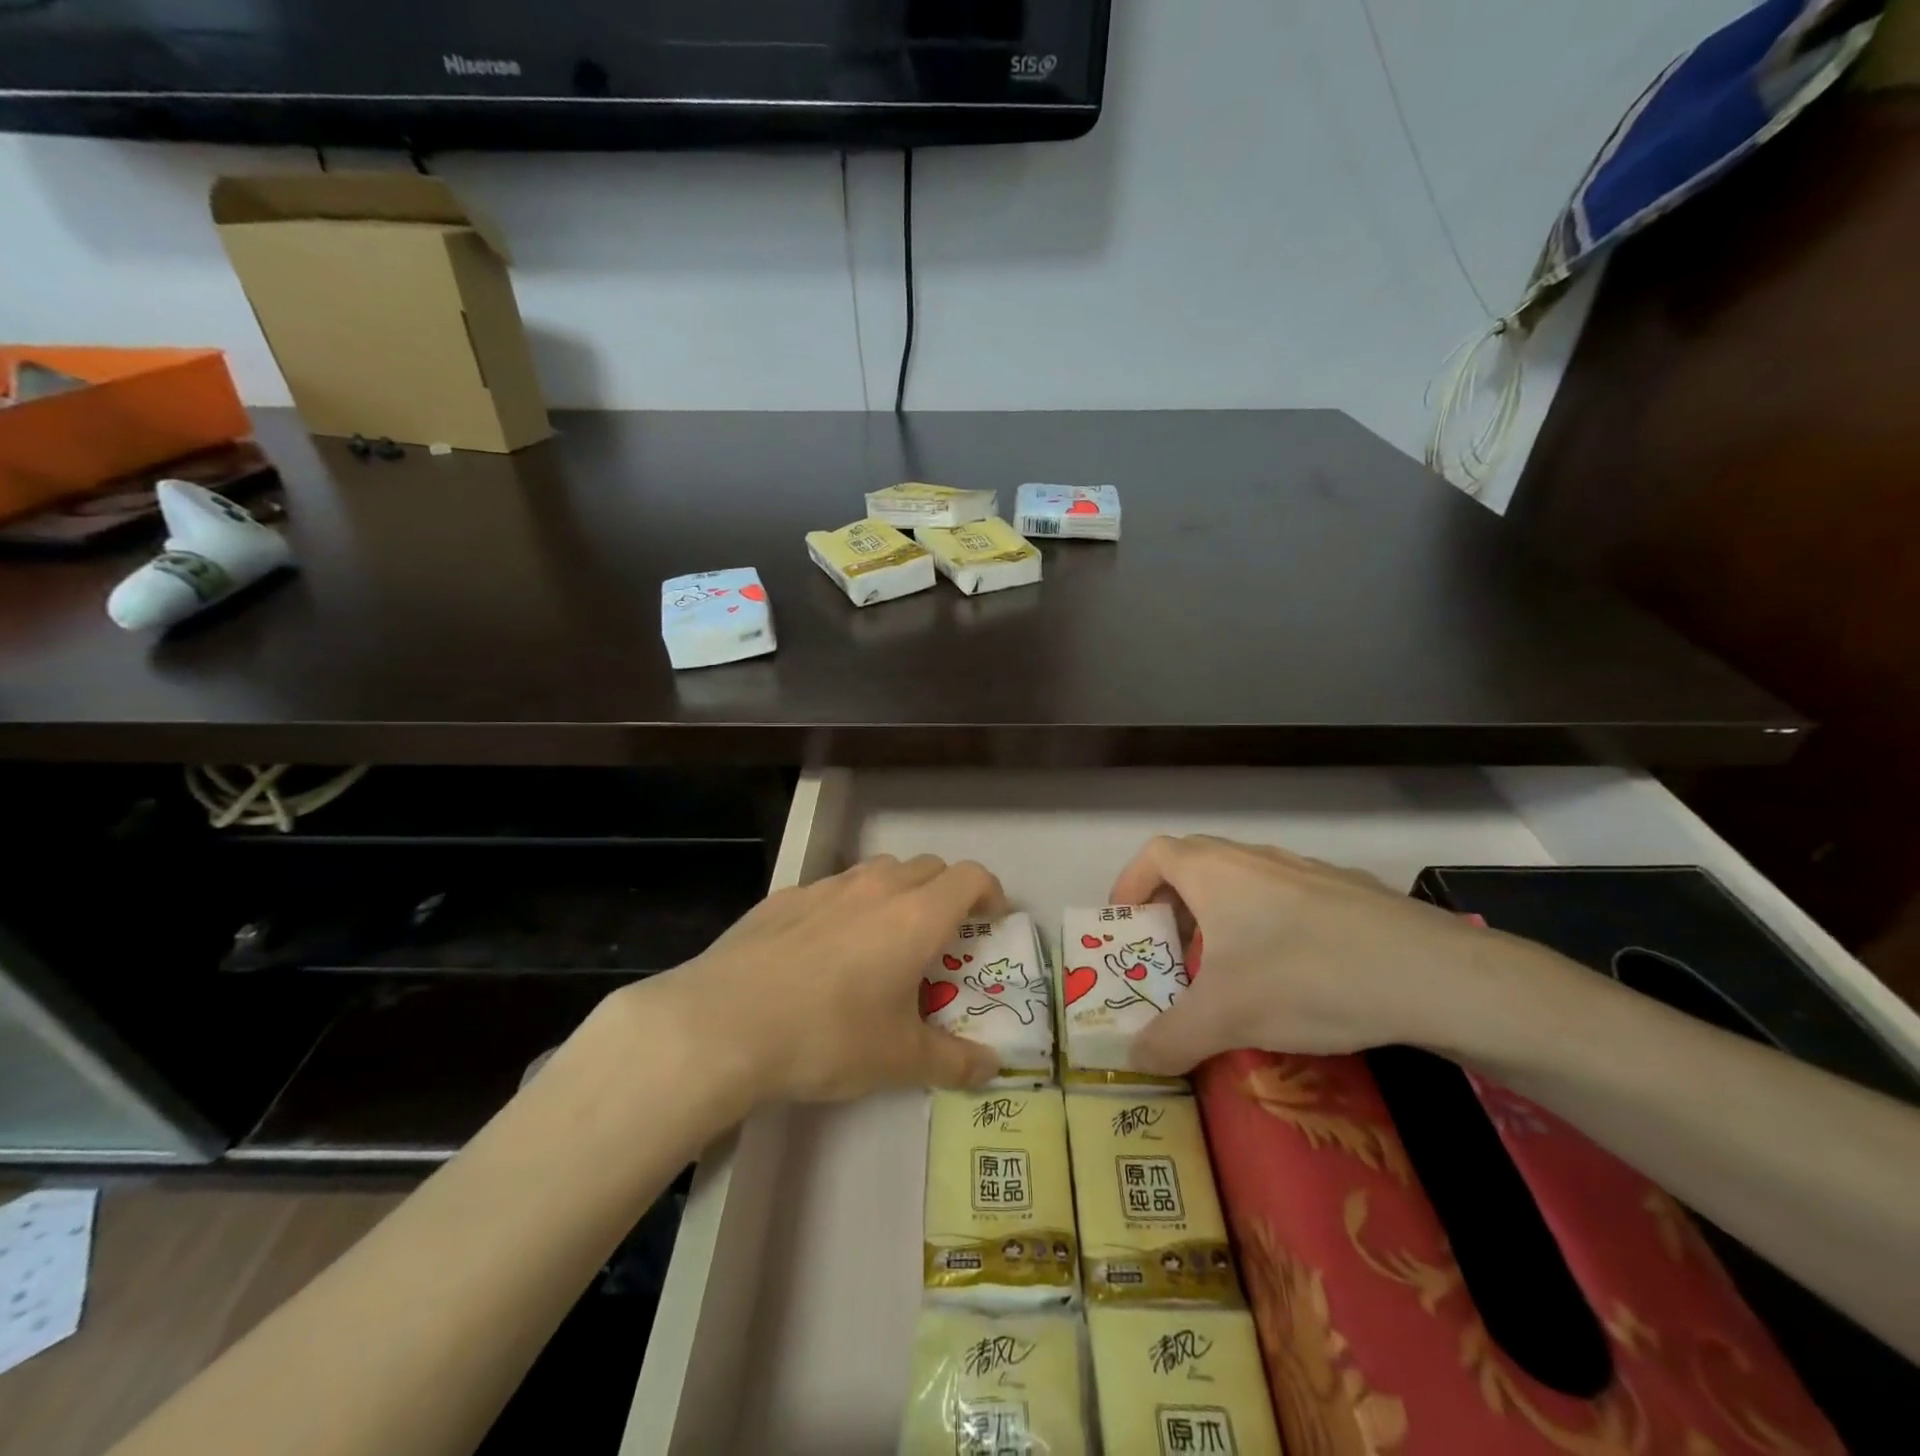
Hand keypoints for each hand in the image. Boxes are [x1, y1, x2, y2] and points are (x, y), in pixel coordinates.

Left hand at [626, 854, 1006, 1106]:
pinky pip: (832, 889)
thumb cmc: (827, 1036)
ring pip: (879, 871)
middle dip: (946, 894)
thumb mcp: (899, 1060)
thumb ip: (953, 1062)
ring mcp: (826, 887)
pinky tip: (823, 951)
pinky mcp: (784, 897)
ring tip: (883, 941)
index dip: (990, 893)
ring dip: (897, 893)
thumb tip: (992, 1069)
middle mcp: (876, 888)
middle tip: (940, 939)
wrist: (722, 1023)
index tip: (991, 922)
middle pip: (928, 867)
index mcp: (916, 916)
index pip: (971, 877)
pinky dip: (848, 906)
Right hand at [1110, 835, 1520, 1073]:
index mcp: (1214, 871)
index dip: (1130, 884)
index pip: (1153, 855)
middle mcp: (1254, 858)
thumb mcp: (1225, 1017)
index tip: (1126, 926)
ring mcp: (1305, 870)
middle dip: (1172, 906)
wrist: (1433, 974)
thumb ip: (1169, 1039)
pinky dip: (1269, 925)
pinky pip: (1287, 898)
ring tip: (1228, 970)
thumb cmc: (1305, 976)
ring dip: (1221, 916)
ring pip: (1243, 882)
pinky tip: (1294, 975)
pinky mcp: (1348, 892)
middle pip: (1194, 865)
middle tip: (1171, 954)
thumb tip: (1131, 1060)